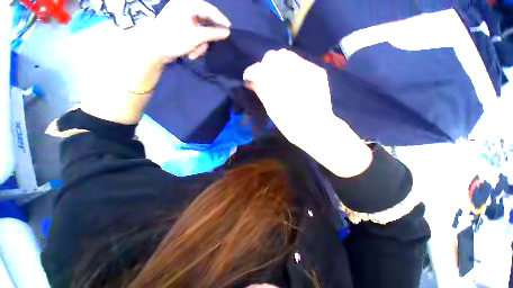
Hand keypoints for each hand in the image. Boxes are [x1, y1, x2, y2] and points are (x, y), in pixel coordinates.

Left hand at [136, 0, 230, 63]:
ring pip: (200, 32)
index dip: (220, 19)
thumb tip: (227, 32)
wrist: (154, 49)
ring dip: (199, 45)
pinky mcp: (181, 28)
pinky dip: (195, 45)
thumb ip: (213, 33)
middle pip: (205, 22)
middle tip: (205, 47)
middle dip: (205, 39)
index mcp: (186, 4)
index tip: (229, 29)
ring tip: (193, 54)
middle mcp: (185, 8)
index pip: (209, 9)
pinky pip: (195, 36)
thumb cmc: (174, 39)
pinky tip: (190, 53)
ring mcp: (183, 18)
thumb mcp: (195, 37)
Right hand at [243, 49, 371, 176]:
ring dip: (280, 65)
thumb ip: (261, 91)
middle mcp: (290, 72)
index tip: (250, 79)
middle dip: (266, 66)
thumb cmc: (290, 124)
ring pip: (286, 55)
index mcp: (275, 85)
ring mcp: (306, 69)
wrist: (316, 128)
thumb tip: (252, 81)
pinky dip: (294, 69)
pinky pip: (301, 62)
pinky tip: (297, 82)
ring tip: (283, 78)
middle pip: (271, 56)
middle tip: (268, 79)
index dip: (251, 73)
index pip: (256, 69)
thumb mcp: (271, 109)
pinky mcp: (317, 71)